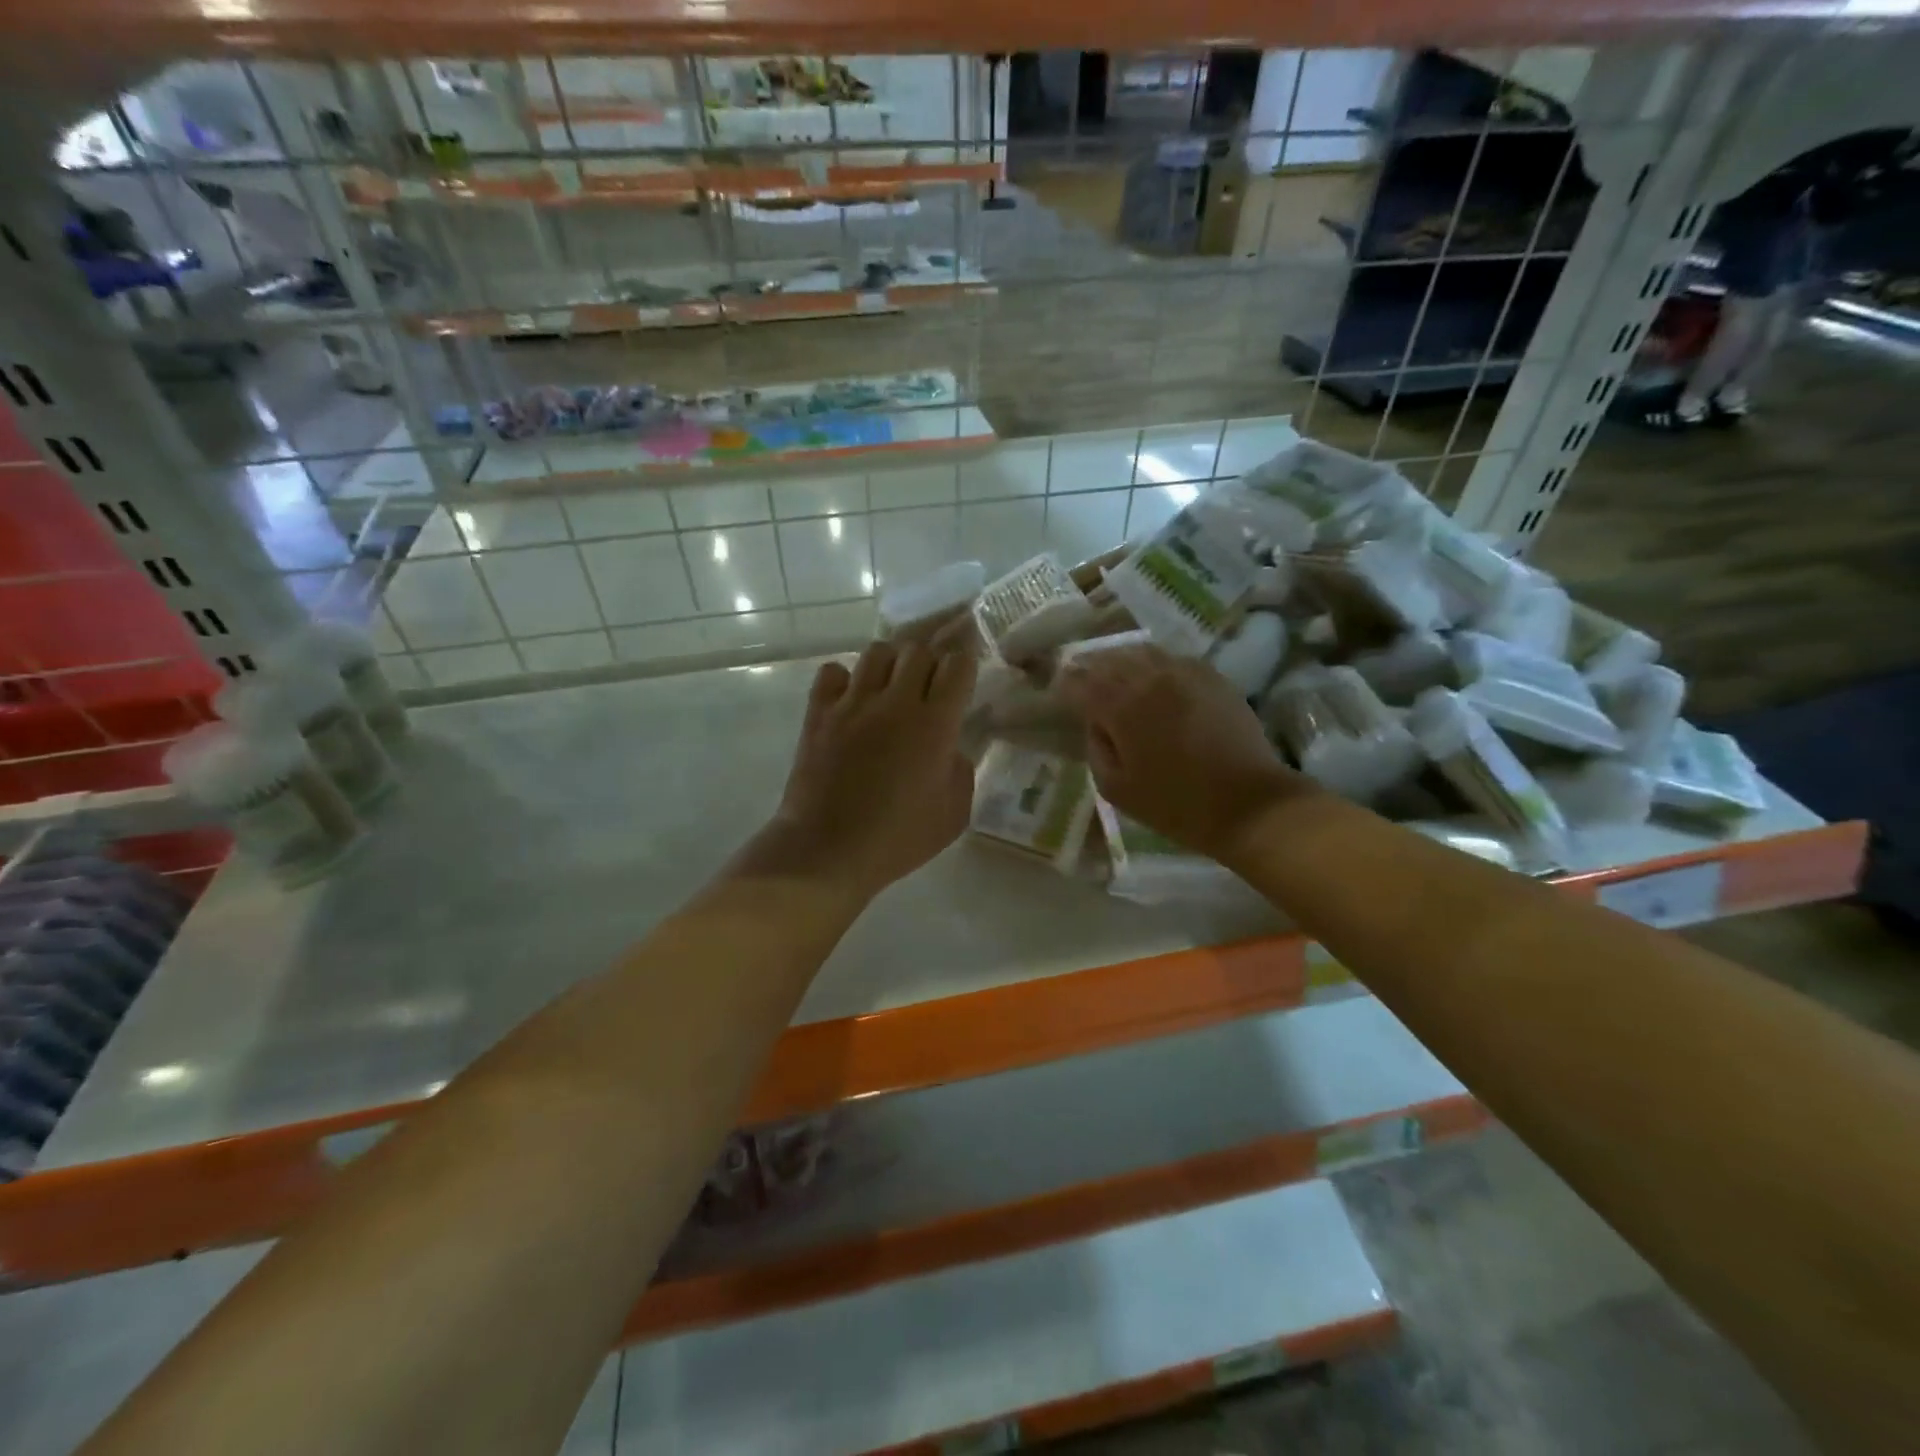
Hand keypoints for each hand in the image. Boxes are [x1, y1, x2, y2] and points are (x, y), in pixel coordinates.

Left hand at [753, 641, 977, 900]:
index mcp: (934, 725)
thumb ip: (961, 771)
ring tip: (889, 690)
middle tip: (926, 691)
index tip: (960, 686)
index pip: (957, 665)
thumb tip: (949, 747)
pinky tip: (851, 701)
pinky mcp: (818, 712)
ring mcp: (852, 703)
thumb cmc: (897, 840)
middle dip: (929, 664)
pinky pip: (833, 671)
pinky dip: (845, 679)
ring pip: (877, 651)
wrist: (827, 850)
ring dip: (890, 665)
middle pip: (918, 650)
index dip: (963, 669)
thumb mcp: (953, 815)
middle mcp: (895, 702)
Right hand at [1058, 644, 1306, 863]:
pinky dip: (1156, 664)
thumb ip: (1096, 748)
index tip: (1060, 690)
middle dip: (1092, 666)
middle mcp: (1149, 678)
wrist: (1247, 804)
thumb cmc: (1175, 804)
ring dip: (1123, 660)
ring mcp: (1184, 673)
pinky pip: (1174, 659)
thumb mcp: (1116, 788)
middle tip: (1082, 676)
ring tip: (1116, 673)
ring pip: (1143, 652)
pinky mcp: (1212, 677)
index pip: (1081, 681)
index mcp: (1120, 706)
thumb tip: (1096, 723)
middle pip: (1110, 659)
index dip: (1066, 684)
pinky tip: (1156, 679)